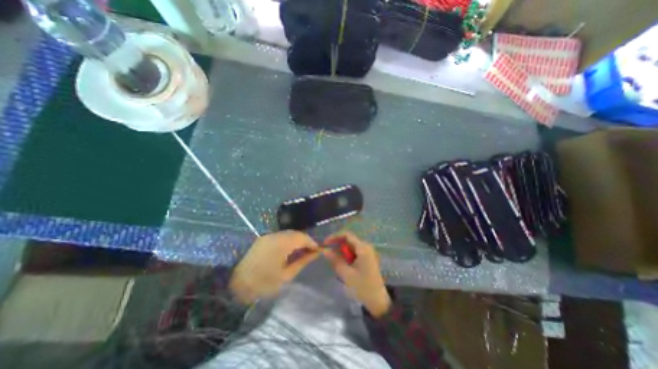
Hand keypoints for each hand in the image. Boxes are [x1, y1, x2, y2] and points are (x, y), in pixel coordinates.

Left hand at [229, 231, 319, 304]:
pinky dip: (288, 241)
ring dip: (296, 240)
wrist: (235, 286)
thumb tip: (315, 253)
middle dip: (305, 240)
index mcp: (281, 244)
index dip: (312, 242)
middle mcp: (275, 235)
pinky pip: (280, 236)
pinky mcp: (262, 239)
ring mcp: (267, 236)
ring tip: (301, 251)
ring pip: (288, 233)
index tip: (318, 250)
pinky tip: (289, 250)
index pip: (302, 237)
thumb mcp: (286, 275)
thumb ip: (302, 261)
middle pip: (295, 233)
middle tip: (311, 251)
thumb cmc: (263, 284)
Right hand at [323, 233, 388, 316]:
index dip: (335, 236)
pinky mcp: (367, 258)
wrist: (378, 301)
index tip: (325, 243)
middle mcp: (366, 247)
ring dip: (341, 251)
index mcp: (363, 248)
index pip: (347, 235)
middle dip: (337, 244)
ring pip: (351, 246)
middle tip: (327, 253)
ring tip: (333, 260)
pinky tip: (342, 264)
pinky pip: (354, 252)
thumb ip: (335, 260)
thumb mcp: (346, 274)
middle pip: (349, 240)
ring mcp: (368, 252)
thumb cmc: (362, 287)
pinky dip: (347, 255)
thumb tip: (324, 250)